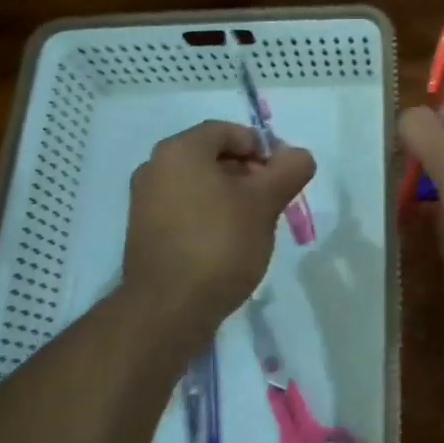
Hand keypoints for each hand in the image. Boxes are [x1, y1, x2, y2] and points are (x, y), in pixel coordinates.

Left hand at [121, 121, 315, 329]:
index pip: (227, 132)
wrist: (168, 310)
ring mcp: (144, 201)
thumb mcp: (265, 203)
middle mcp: (155, 167)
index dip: (261, 147)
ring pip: (198, 184)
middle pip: (211, 156)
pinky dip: (209, 213)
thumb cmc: (220, 244)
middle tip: (273, 199)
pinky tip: (228, 241)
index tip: (283, 174)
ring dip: (230, 195)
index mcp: (180, 150)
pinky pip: (184, 208)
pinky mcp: (143, 232)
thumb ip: (289, 170)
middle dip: (248, 172)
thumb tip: (299, 155)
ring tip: (255, 223)